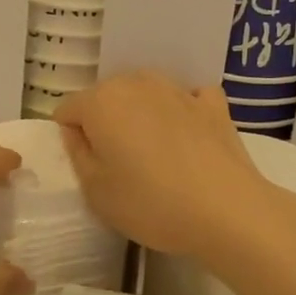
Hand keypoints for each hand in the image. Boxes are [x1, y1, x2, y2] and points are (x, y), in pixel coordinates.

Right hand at [54, 72, 277, 256]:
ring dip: (141, 115)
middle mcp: (136, 83)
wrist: (227, 211)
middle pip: (106, 97)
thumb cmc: (150, 203)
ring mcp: (178, 89)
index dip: (71, 138)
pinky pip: (187, 99)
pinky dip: (183, 112)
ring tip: (154, 156)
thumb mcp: (95, 191)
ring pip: (145, 94)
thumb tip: (77, 132)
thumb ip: (78, 154)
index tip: (88, 167)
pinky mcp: (213, 104)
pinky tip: (188, 136)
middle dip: (105, 123)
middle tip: (119, 164)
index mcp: (101, 101)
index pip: (68, 110)